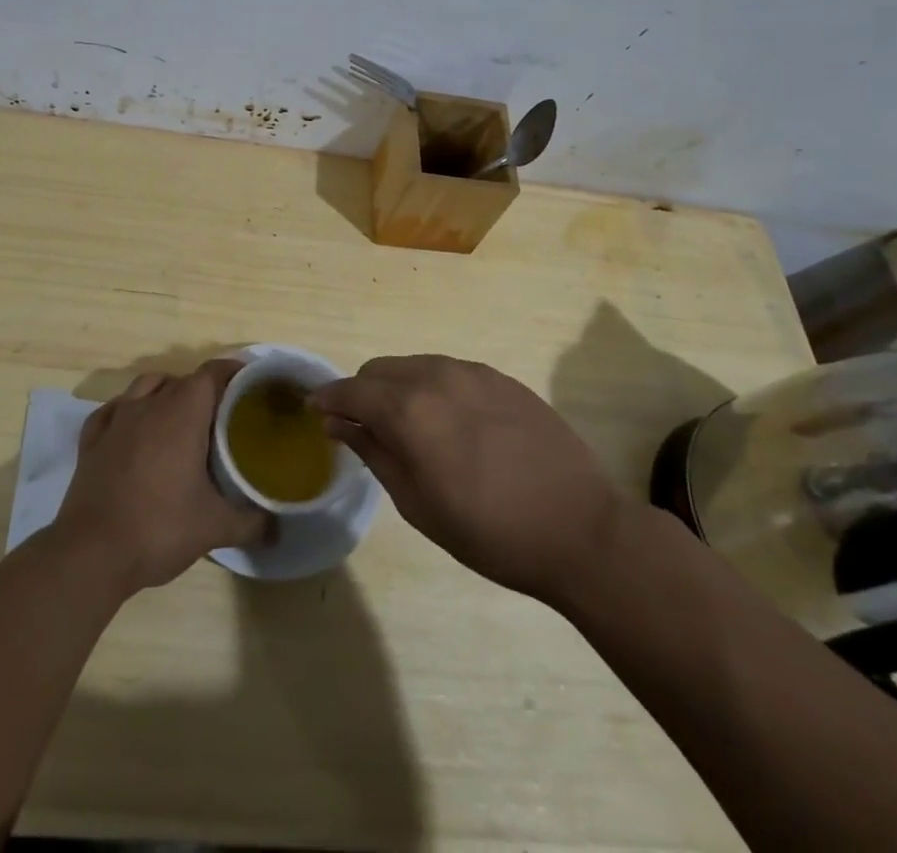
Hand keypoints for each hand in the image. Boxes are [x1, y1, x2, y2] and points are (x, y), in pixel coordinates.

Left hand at [53, 360, 268, 593]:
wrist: (91, 554)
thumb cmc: (159, 528)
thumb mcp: (214, 528)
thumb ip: (251, 523)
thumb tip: (278, 528)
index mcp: (182, 413)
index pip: (212, 373)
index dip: (233, 373)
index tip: (250, 386)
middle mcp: (149, 405)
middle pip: (182, 380)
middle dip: (204, 390)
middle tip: (222, 415)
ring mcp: (116, 420)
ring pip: (145, 385)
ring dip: (165, 391)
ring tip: (179, 417)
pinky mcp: (91, 441)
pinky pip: (113, 410)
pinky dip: (127, 411)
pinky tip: (132, 430)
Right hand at [310, 355, 625, 605]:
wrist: (579, 528)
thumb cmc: (489, 531)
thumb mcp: (417, 503)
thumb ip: (373, 452)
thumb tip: (338, 422)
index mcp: (409, 408)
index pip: (351, 390)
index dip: (328, 399)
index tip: (317, 413)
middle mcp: (436, 375)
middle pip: (380, 370)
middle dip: (363, 393)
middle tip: (365, 430)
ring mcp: (472, 372)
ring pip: (415, 366)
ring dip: (399, 389)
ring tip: (411, 429)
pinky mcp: (501, 377)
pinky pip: (450, 371)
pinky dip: (434, 389)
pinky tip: (452, 425)